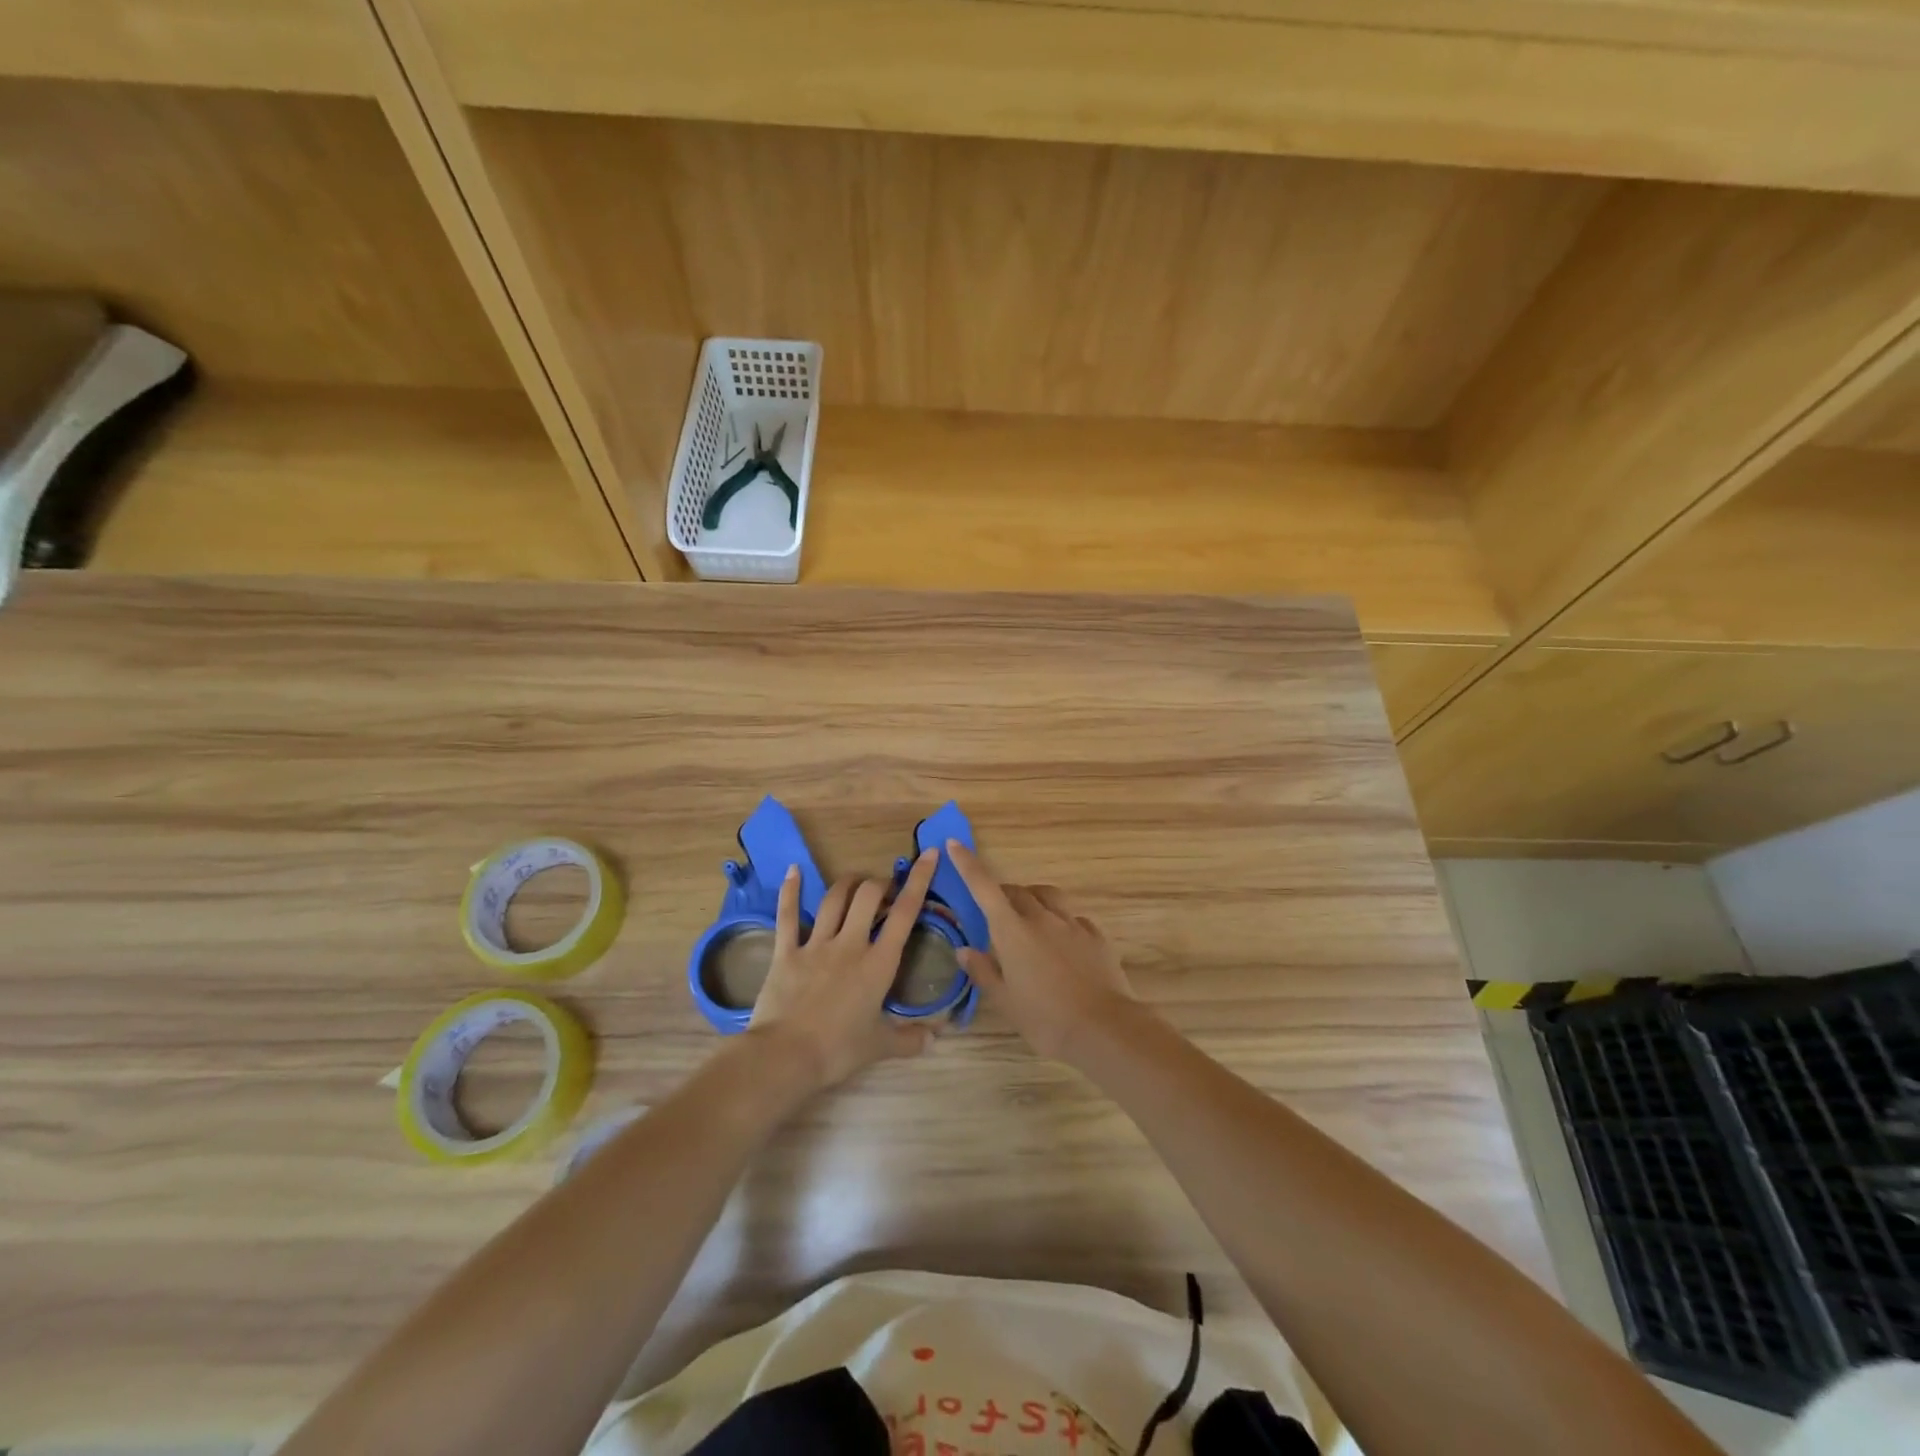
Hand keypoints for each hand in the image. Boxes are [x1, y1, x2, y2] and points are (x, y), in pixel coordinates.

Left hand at [747, 849, 940, 1092]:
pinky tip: (793, 871)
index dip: (919, 880)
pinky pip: (788, 915)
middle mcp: (850, 944)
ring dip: (847, 884)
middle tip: (885, 890)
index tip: (929, 855)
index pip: (905, 914)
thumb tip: (935, 1039)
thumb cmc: (837, 1051)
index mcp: (878, 964)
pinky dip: (791, 891)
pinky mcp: (787, 952)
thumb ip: (909, 1040)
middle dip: (880, 884)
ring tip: (856, 882)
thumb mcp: (879, 1047)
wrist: (785, 1057)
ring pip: (834, 899)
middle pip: (868, 896)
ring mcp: (816, 945)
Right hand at [946, 840, 1139, 1063]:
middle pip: (1017, 892)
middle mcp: (1041, 917)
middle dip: (1003, 895)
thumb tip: (964, 951)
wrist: (1103, 1028)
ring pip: (1048, 896)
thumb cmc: (1045, 1019)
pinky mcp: (1096, 935)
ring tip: (1030, 918)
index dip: (968, 864)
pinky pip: (1074, 917)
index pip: (984, 887)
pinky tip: (1063, 942)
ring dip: (1034, 899)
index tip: (955, 844)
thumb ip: (984, 971)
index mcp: (1012, 931)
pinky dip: (1062, 921)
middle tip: (996, 913)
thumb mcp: (1006, 1001)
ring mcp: (1072, 923)